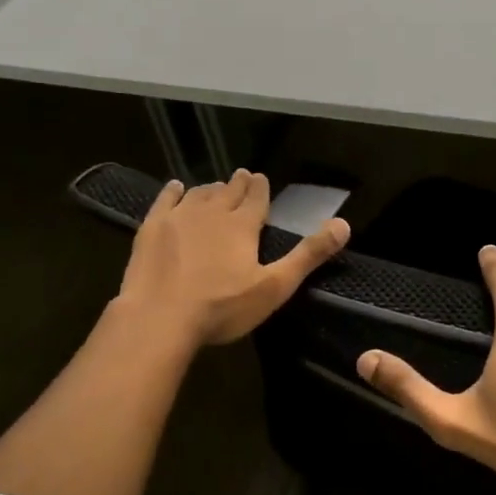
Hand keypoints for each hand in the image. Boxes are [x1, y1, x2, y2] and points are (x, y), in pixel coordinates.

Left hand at [116, 169, 350, 347]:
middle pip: (228, 191)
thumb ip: (308, 255)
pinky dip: (173, 191)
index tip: (260, 177)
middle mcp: (212, 211)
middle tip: (242, 176)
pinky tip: (176, 187)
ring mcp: (178, 217)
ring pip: (199, 193)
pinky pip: (165, 200)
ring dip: (211, 189)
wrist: (158, 318)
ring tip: (216, 188)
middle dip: (238, 184)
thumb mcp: (274, 287)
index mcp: (242, 225)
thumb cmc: (222, 307)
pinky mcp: (151, 228)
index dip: (260, 187)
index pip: (256, 197)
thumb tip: (344, 225)